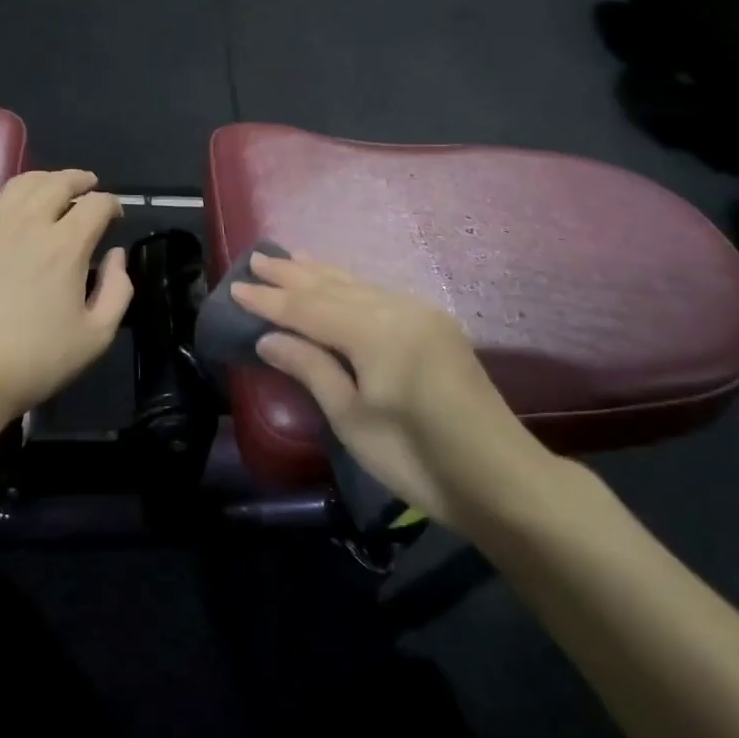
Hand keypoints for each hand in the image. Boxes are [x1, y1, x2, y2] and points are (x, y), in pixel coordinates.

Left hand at [0, 170, 132, 423]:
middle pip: (58, 183)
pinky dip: (0, 195)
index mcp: (66, 245)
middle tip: (88, 185)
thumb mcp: (95, 337)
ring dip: (43, 180)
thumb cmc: (33, 362)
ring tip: (51, 188)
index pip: (97, 205)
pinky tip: (3, 205)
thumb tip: (117, 255)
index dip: (112, 203)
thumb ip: (117, 290)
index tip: (115, 215)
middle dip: (80, 180)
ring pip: (19, 184)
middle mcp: (28, 224)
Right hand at [230, 254, 543, 526]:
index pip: (309, 308)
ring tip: (290, 258)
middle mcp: (398, 308)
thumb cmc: (418, 459)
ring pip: (358, 284)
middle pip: (333, 287)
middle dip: (293, 275)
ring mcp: (420, 313)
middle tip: (257, 259)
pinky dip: (349, 285)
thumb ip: (312, 369)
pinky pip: (379, 293)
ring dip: (321, 273)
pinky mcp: (434, 325)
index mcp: (375, 331)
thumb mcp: (353, 421)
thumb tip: (269, 337)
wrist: (502, 478)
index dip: (270, 300)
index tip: (236, 287)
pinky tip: (338, 283)